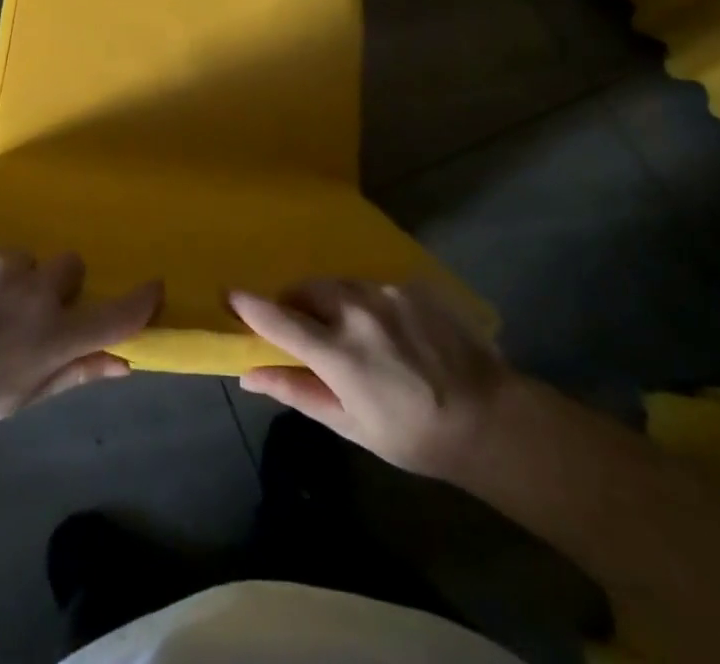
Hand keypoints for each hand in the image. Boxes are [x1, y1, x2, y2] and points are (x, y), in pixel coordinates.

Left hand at [0, 242, 161, 433]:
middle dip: (57, 286)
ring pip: (28, 261)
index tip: (154, 288)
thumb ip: (75, 372)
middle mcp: (38, 292)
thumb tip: (123, 363)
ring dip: (16, 280)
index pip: (114, 315)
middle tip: (27, 313)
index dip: (141, 301)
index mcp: (53, 337)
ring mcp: (5, 263)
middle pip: (71, 267)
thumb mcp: (23, 396)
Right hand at [228, 279, 510, 484]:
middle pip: (308, 290)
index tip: (228, 293)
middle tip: (304, 328)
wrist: (490, 419)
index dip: (250, 306)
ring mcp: (388, 293)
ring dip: (332, 300)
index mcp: (340, 352)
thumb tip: (249, 373)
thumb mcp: (351, 424)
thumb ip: (297, 391)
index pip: (280, 319)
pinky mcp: (412, 286)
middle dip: (296, 303)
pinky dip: (367, 302)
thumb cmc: (413, 434)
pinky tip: (389, 330)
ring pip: (341, 284)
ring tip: (351, 331)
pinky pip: (374, 286)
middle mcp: (358, 311)